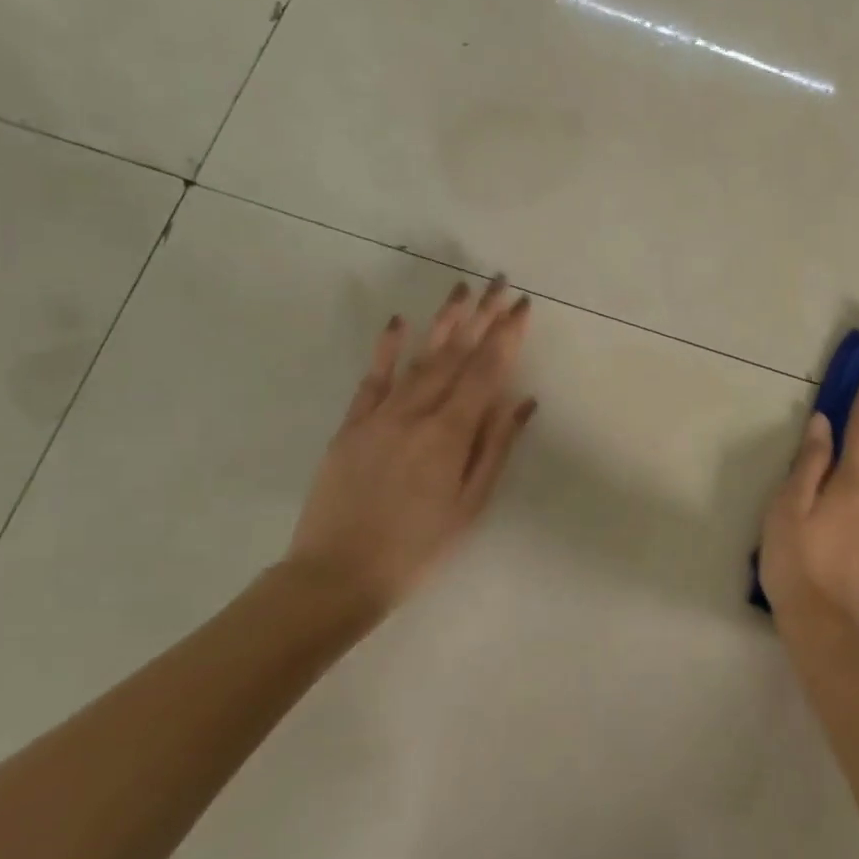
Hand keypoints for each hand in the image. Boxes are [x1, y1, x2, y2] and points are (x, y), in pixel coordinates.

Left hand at [285, 278, 535, 614]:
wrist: (337, 575)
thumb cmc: (418, 547)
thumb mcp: (469, 504)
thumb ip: (495, 447)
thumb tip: (522, 401)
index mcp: (451, 434)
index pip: (486, 371)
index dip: (506, 336)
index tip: (521, 306)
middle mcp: (418, 413)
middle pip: (456, 355)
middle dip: (481, 316)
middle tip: (499, 282)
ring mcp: (381, 415)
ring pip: (420, 358)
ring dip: (443, 321)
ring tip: (461, 290)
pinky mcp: (352, 425)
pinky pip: (373, 379)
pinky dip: (387, 349)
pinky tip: (399, 322)